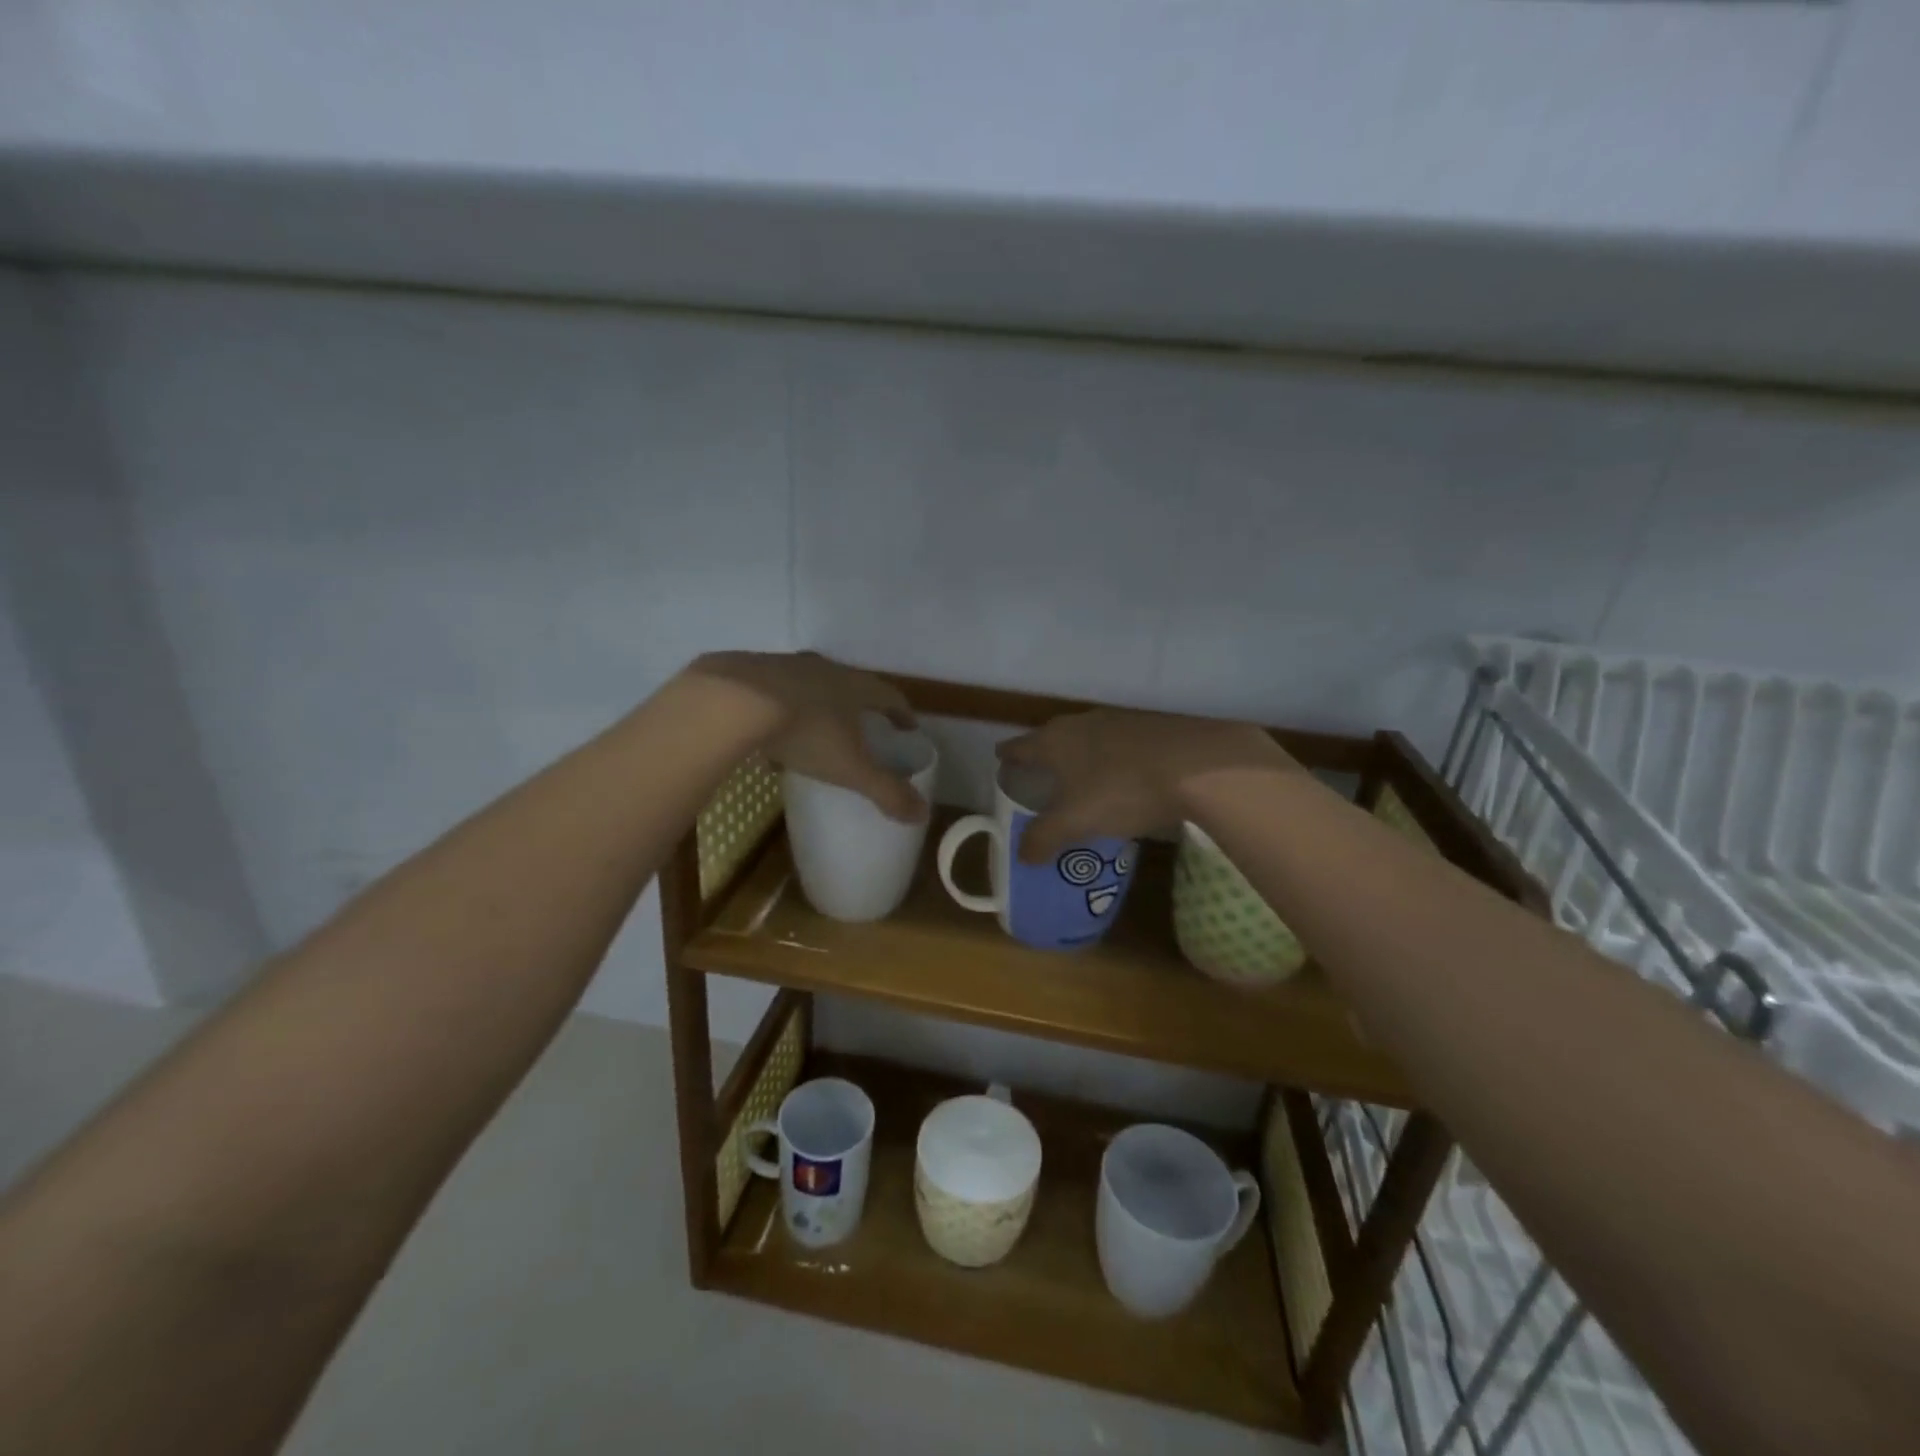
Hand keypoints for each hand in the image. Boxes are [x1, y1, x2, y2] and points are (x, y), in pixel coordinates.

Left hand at [686, 651, 926, 821]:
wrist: (734, 701)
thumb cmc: (806, 731)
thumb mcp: (851, 768)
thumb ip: (886, 791)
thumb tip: (922, 814)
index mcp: (855, 686)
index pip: (889, 696)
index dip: (901, 713)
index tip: (907, 728)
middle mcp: (824, 669)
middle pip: (849, 686)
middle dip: (857, 708)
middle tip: (861, 730)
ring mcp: (785, 666)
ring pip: (808, 687)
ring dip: (816, 708)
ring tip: (813, 737)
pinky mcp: (749, 672)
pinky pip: (772, 694)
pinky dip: (778, 714)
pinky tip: (768, 738)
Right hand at [997, 709, 1293, 862]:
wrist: (1200, 764)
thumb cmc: (1123, 790)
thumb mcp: (1076, 822)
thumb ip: (1044, 838)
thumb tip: (1022, 854)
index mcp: (1056, 741)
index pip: (1020, 746)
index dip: (1008, 756)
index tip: (1000, 761)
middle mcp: (1082, 722)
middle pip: (1053, 737)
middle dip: (1044, 755)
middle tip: (1040, 776)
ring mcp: (1120, 719)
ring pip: (1088, 738)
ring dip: (1081, 756)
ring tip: (1082, 779)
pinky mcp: (1153, 725)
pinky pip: (1120, 743)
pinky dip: (1113, 758)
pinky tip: (1125, 776)